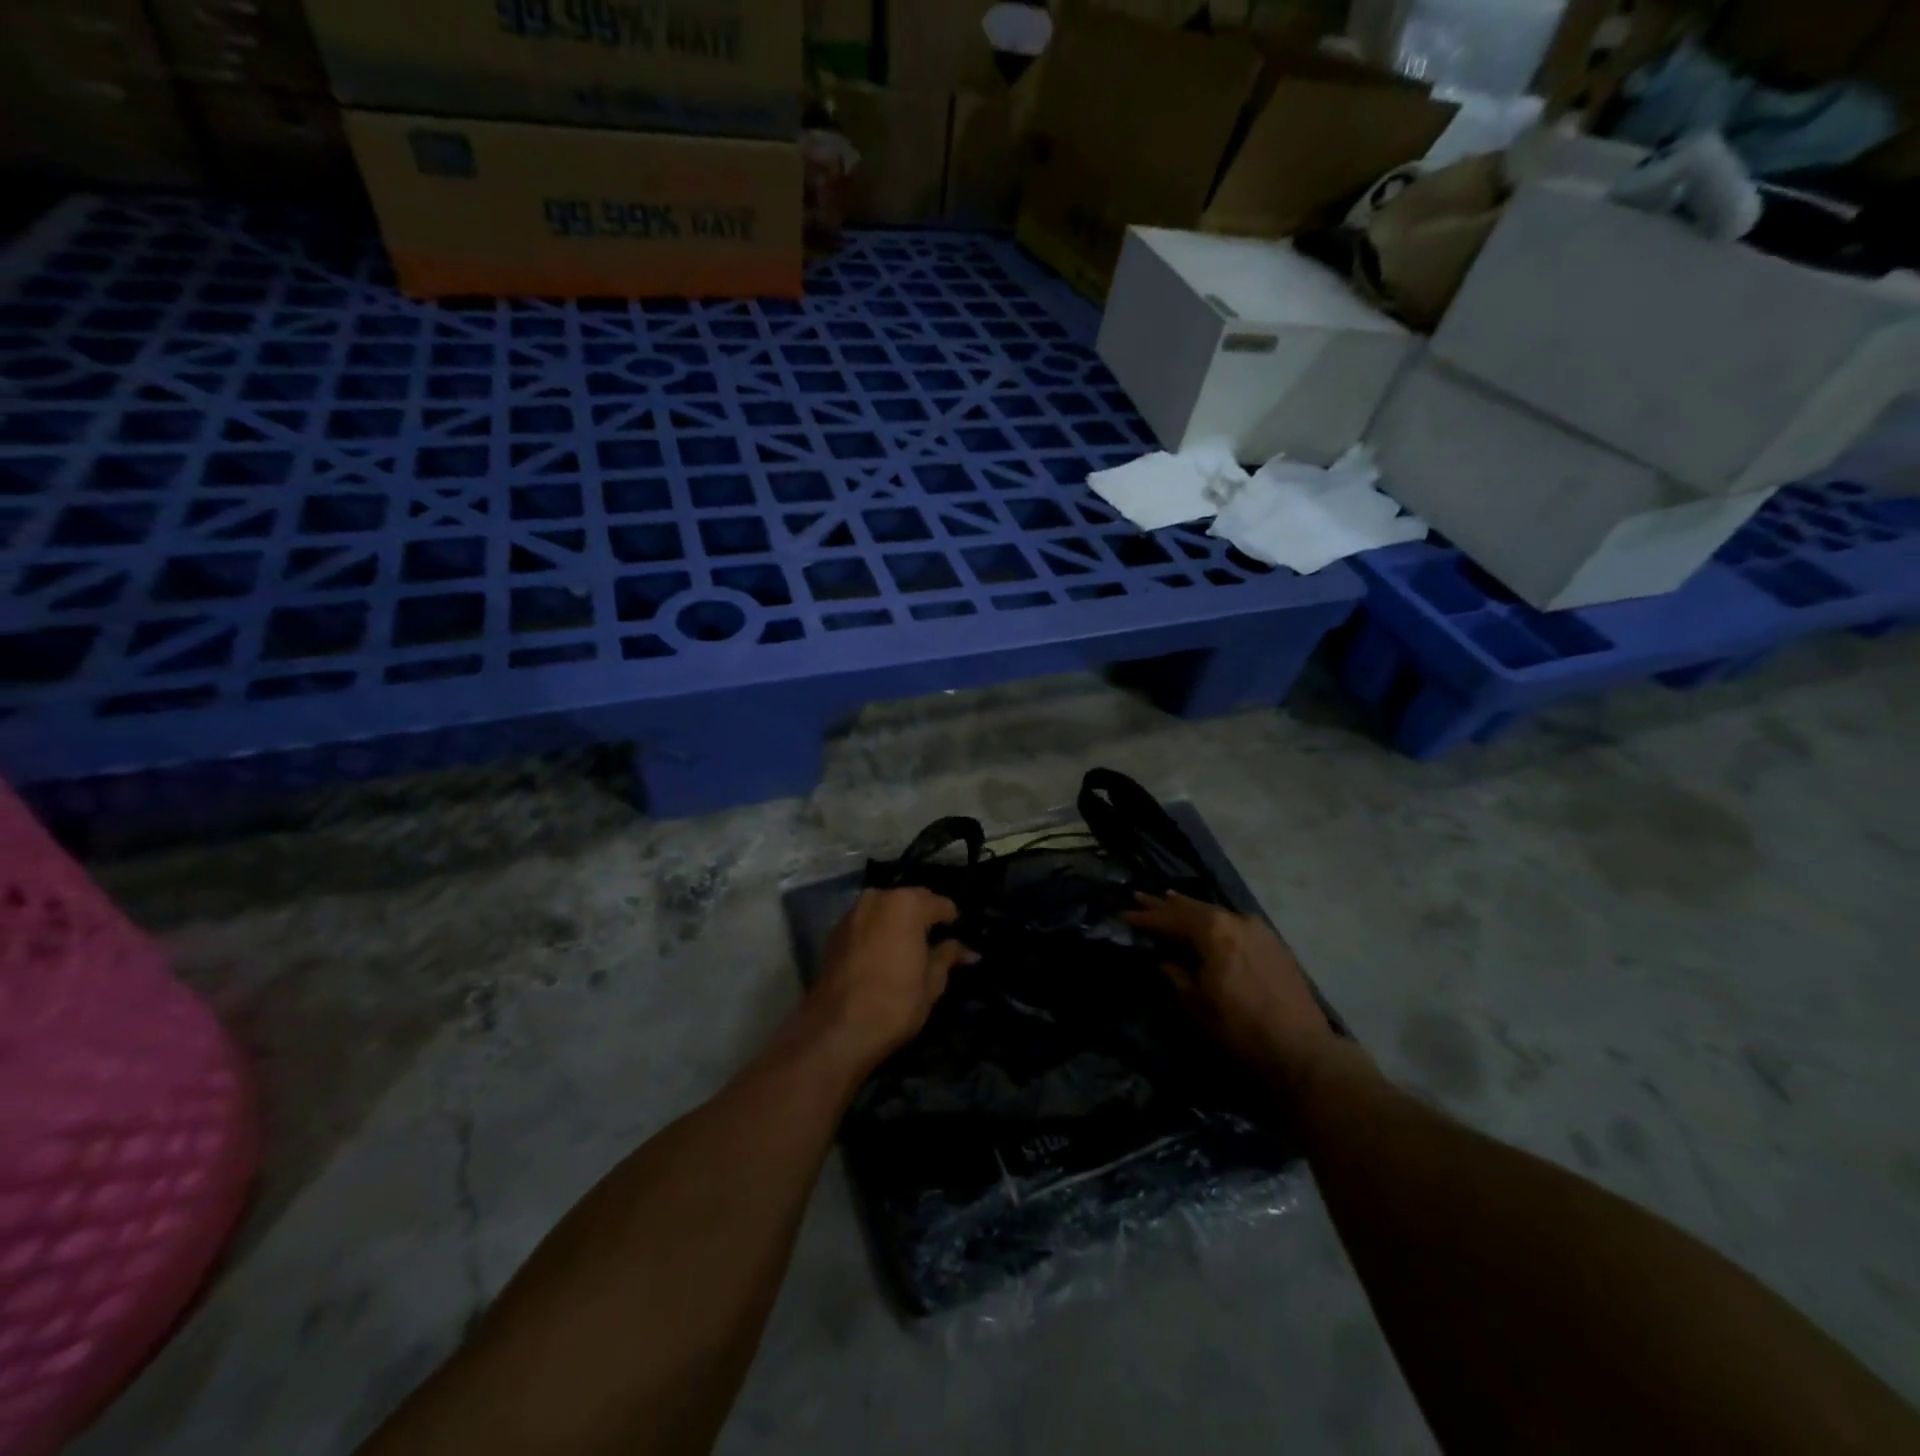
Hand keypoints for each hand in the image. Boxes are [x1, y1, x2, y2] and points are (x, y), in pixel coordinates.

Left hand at [810, 888, 974, 1065]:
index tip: (957, 939)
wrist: (837, 1030)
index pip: (941, 904)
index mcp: (907, 904)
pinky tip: (882, 957)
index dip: (952, 921)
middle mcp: (877, 898)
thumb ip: (948, 957)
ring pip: (885, 910)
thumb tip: (968, 951)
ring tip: (907, 951)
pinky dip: (877, 933)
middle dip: (923, 918)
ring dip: (898, 924)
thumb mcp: (932, 982)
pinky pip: (865, 924)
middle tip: (934, 945)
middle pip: (910, 901)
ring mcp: (852, 913)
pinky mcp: (834, 933)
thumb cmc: (895, 1003)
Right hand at [1122, 891, 1339, 1094]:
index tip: (1123, 913)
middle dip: (1165, 905)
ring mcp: (1259, 930)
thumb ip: (1176, 975)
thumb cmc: (1240, 1029)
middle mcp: (1236, 921)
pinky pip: (1234, 923)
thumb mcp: (1196, 1004)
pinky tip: (1208, 921)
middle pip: (1193, 908)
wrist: (1302, 1052)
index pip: (1171, 919)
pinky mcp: (1273, 944)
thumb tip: (1165, 960)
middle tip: (1140, 896)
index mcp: (1214, 931)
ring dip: (1190, 910)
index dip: (1145, 917)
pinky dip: (1215, 920)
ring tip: (1169, 900)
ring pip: (1215, 913)